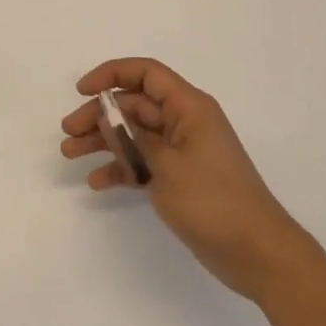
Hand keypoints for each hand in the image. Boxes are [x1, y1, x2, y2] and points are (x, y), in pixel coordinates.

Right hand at [60, 58, 323, 305]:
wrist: (257, 252)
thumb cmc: (214, 200)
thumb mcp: (167, 165)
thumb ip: (133, 137)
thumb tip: (107, 116)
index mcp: (189, 107)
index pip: (146, 74)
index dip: (112, 74)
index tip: (81, 91)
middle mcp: (184, 122)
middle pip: (135, 105)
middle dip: (99, 115)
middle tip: (68, 133)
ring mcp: (182, 151)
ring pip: (134, 134)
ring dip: (103, 141)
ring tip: (70, 154)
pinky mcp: (179, 178)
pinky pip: (143, 162)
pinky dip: (120, 167)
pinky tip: (97, 182)